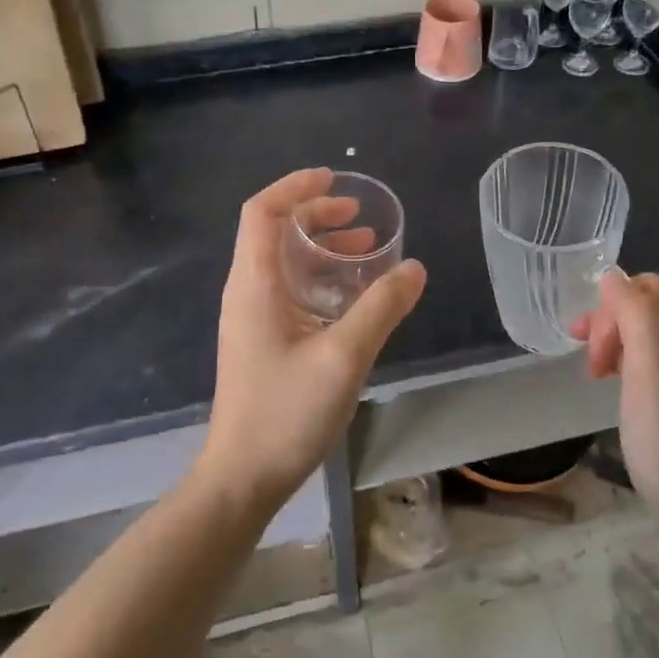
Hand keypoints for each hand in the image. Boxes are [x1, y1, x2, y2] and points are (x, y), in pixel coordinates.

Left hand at [202, 168, 425, 509]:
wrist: (243, 478)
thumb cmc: (286, 412)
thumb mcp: (344, 356)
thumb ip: (381, 308)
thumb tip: (415, 267)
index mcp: (254, 284)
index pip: (262, 211)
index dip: (296, 187)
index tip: (335, 179)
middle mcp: (247, 292)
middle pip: (273, 231)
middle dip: (315, 214)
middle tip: (358, 216)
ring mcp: (252, 317)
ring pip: (283, 261)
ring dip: (320, 246)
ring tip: (365, 248)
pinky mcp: (262, 339)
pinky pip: (289, 289)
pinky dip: (319, 277)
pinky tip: (352, 295)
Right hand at [572, 271, 658, 552]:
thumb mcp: (651, 376)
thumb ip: (635, 317)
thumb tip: (612, 276)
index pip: (649, 287)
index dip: (612, 307)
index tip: (592, 348)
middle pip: (647, 310)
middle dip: (610, 326)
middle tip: (590, 367)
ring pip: (647, 337)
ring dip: (615, 346)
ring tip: (595, 376)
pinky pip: (653, 364)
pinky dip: (627, 367)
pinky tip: (617, 390)